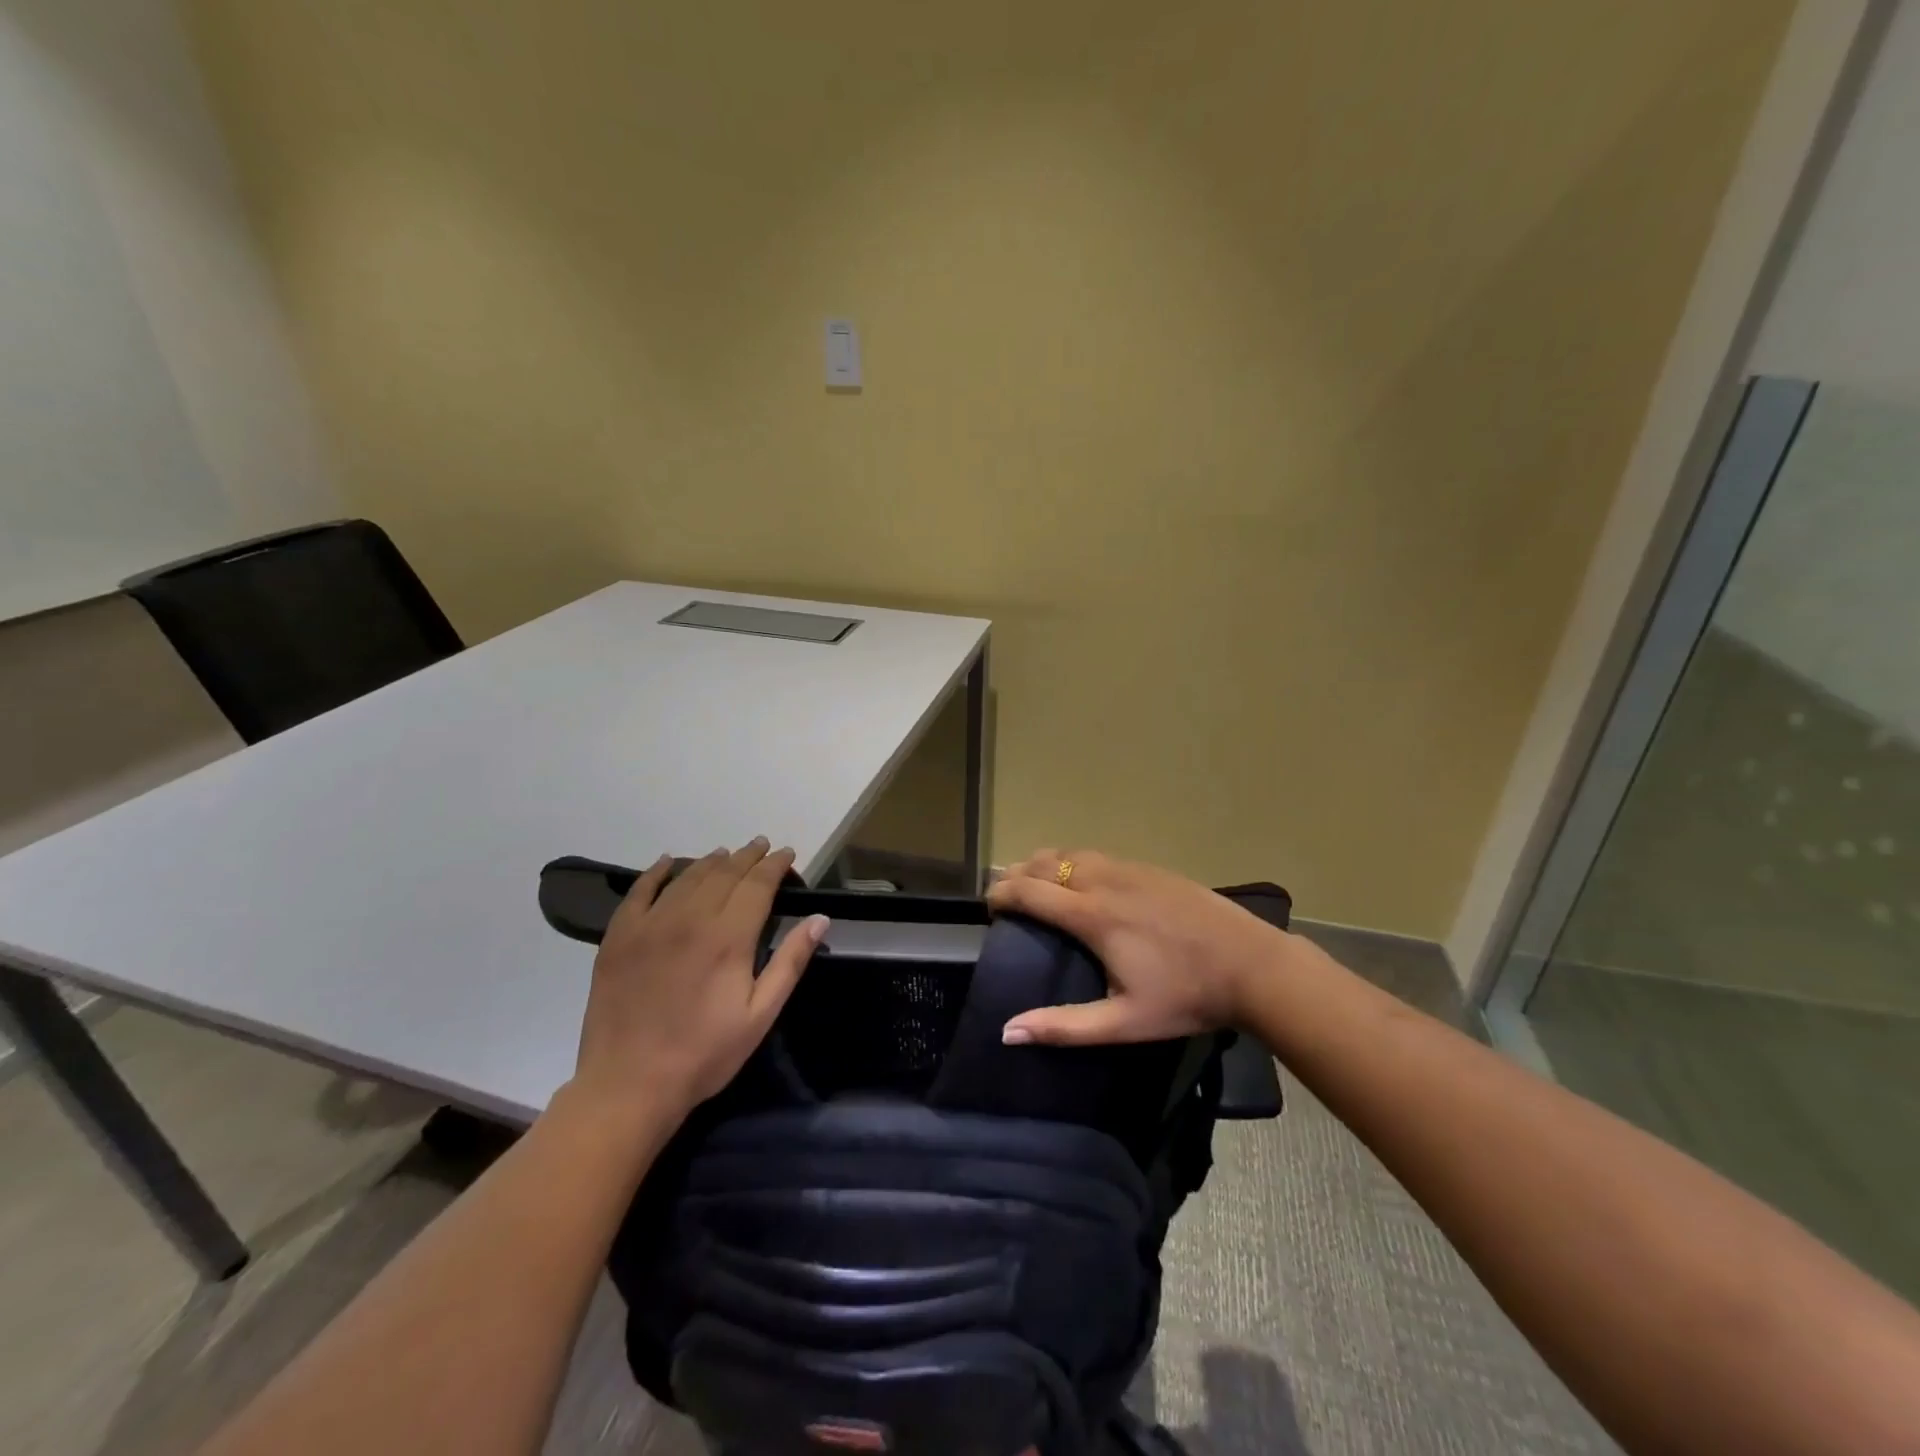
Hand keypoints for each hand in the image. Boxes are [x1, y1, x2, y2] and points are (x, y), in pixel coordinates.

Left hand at [570, 838, 827, 1121]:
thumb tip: (820, 918)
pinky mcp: (619, 937)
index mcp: (728, 937)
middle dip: (747, 856)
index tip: (788, 853)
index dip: (775, 865)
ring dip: (712, 861)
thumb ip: (790, 962)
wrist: (628, 1085)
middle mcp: (690, 918)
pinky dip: (657, 871)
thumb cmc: (704, 1054)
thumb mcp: (760, 1015)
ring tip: (727, 853)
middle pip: (724, 873)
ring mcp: (650, 924)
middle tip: (762, 846)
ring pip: (687, 876)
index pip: (757, 884)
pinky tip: (668, 861)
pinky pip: (639, 890)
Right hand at [986, 849, 1301, 1045]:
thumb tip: (1008, 1031)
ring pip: (1070, 852)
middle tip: (1006, 898)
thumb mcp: (1124, 1023)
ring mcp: (1130, 869)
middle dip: (1017, 874)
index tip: (988, 908)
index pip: (1029, 890)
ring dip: (1043, 863)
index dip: (1000, 894)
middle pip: (1043, 862)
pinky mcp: (1151, 868)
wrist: (1253, 965)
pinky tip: (1081, 880)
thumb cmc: (1186, 997)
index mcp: (1093, 916)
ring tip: (1035, 884)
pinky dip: (1072, 861)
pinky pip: (1097, 855)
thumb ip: (1064, 1027)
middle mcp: (1104, 881)